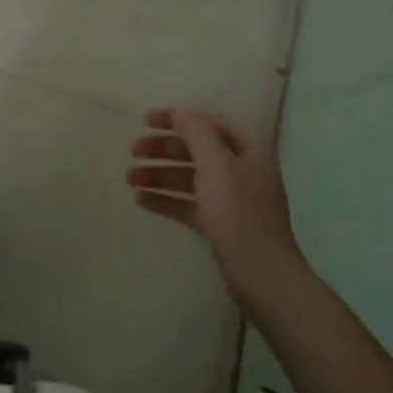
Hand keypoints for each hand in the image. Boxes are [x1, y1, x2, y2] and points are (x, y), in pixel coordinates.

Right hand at [127, 108, 306, 313]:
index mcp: (248, 152)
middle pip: (196, 151)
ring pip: (189, 178)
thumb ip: (197, 134)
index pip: (210, 123)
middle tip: (133, 151)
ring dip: (159, 175)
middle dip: (163, 149)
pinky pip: (188, 204)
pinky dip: (166, 200)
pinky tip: (141, 200)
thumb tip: (181, 113)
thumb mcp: (216, 166)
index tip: (146, 120)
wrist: (262, 278)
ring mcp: (231, 201)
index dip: (178, 118)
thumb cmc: (239, 215)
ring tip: (129, 180)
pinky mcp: (221, 226)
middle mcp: (241, 172)